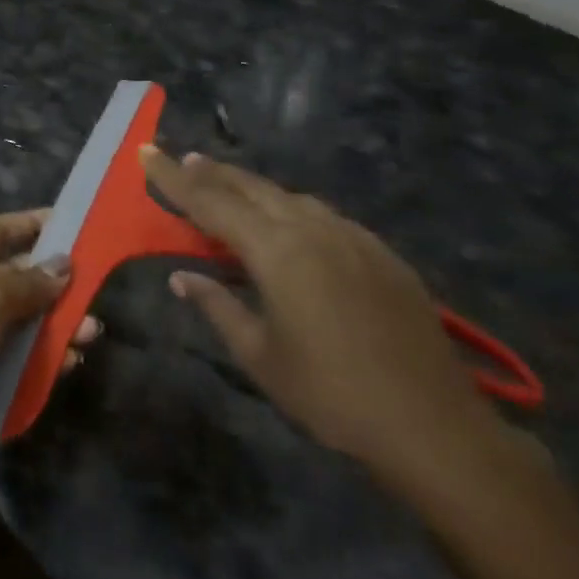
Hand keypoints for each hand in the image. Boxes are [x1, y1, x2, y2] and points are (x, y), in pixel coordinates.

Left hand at [0, 210, 94, 468]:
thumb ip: (28, 281)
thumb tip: (64, 264)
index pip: (0, 229)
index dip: (37, 226)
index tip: (80, 226)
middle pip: (15, 274)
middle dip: (55, 284)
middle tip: (96, 291)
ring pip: (19, 317)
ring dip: (54, 324)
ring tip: (90, 334)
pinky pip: (13, 354)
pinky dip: (40, 356)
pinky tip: (69, 363)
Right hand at [142, 148, 499, 491]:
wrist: (433, 426)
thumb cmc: (331, 394)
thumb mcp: (259, 355)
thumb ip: (217, 306)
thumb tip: (182, 277)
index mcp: (277, 251)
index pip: (210, 202)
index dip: (173, 178)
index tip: (146, 151)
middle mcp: (313, 229)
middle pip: (251, 188)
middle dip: (212, 172)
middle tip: (181, 159)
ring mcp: (353, 237)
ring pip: (289, 197)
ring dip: (251, 188)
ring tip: (227, 187)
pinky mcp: (380, 253)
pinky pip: (323, 216)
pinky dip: (290, 209)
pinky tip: (288, 224)